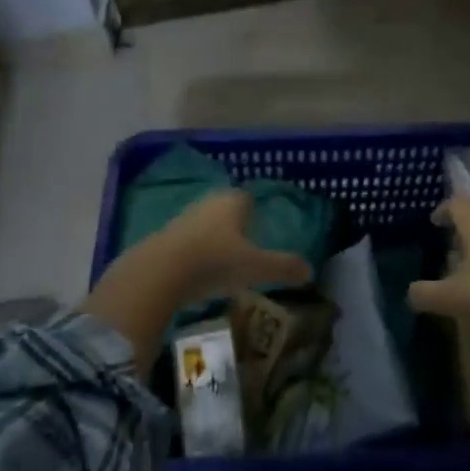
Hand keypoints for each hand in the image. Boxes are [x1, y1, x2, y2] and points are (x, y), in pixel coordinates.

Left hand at [160, 189, 311, 301]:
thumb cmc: (215, 261)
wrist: (158, 273)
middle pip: (225, 209)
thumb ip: (283, 267)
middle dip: (234, 224)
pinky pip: (186, 241)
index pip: (248, 198)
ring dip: (213, 239)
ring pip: (205, 224)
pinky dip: (194, 252)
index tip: (261, 227)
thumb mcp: (256, 267)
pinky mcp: (163, 238)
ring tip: (222, 262)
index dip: (256, 210)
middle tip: (245, 245)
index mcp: (232, 202)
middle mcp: (208, 203)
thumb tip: (310, 270)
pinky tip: (197, 273)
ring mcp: (183, 218)